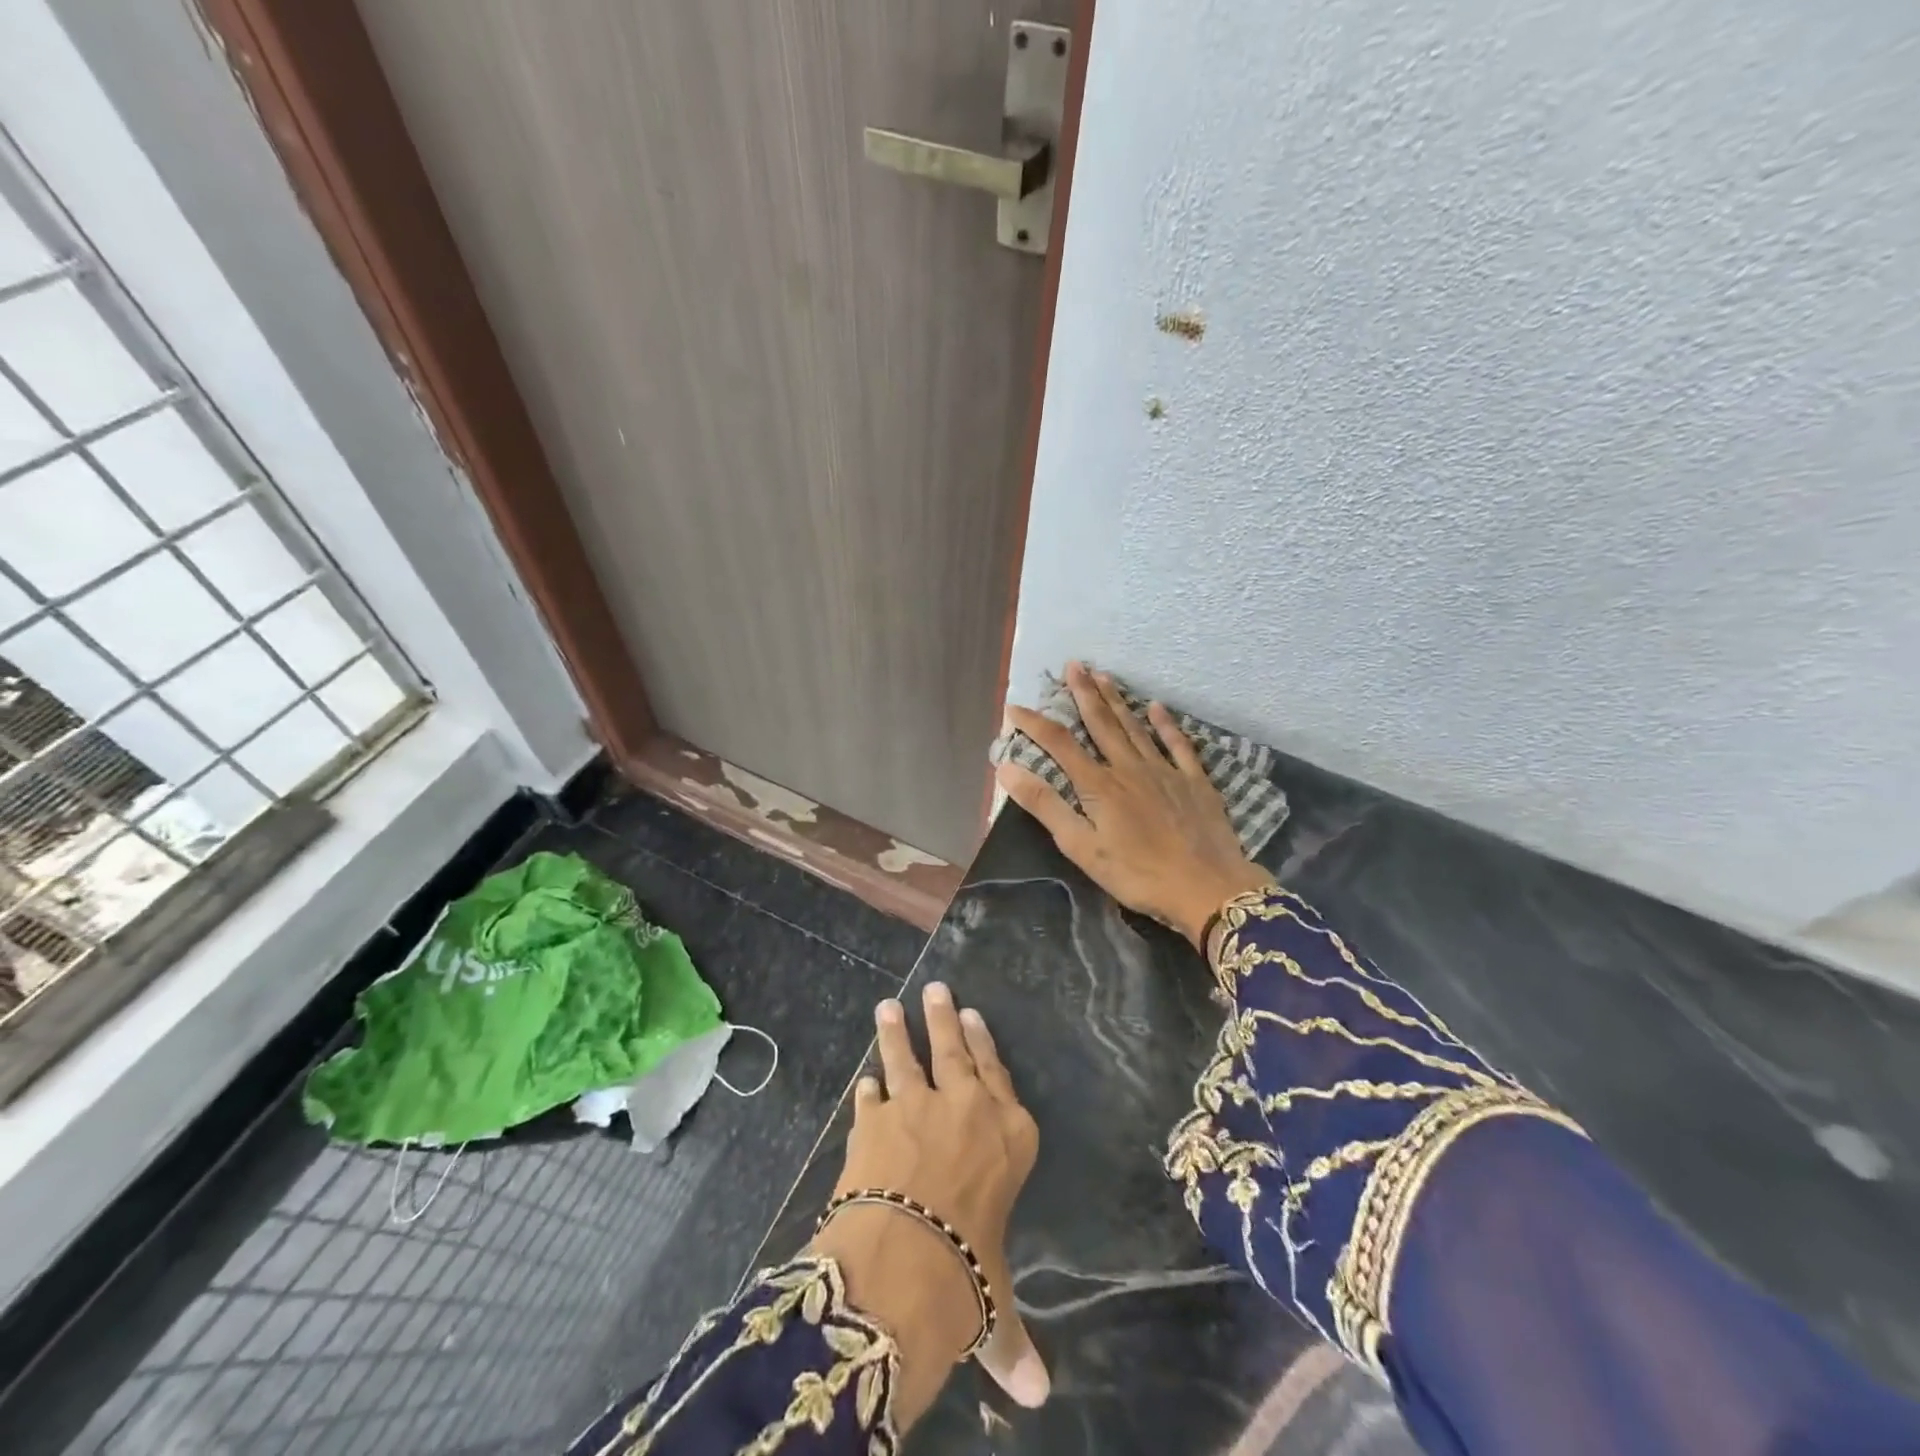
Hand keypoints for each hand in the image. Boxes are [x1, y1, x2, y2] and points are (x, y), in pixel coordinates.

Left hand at [808, 983, 1046, 1427]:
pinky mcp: (874, 1118)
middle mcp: (966, 1107)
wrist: (905, 1256)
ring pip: (908, 1056)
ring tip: (889, 1006)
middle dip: (944, 1017)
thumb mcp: (994, 1300)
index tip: (975, 1016)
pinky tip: (862, 1081)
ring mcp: (917, 1105)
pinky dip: (866, 1090)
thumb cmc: (967, 1271)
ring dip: (897, 1031)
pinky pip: (870, 1097)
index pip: (999, 1077)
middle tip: (936, 988)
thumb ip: (1012, 1339)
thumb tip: (1037, 1398)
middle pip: (956, 1049)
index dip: (985, 1045)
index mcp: (1008, 1135)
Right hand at [995, 661, 1273, 947]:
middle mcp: (1129, 767)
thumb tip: (1008, 769)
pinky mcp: (1194, 782)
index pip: (1060, 744)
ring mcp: (1165, 771)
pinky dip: (1166, 724)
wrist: (1207, 888)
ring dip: (1118, 700)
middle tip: (1074, 664)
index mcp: (1099, 785)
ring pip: (1135, 727)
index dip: (1035, 724)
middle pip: (1102, 723)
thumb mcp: (1082, 847)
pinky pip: (1178, 745)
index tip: (1014, 707)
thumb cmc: (1137, 875)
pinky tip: (1157, 707)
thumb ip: (1046, 806)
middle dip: (1084, 693)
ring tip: (1104, 676)